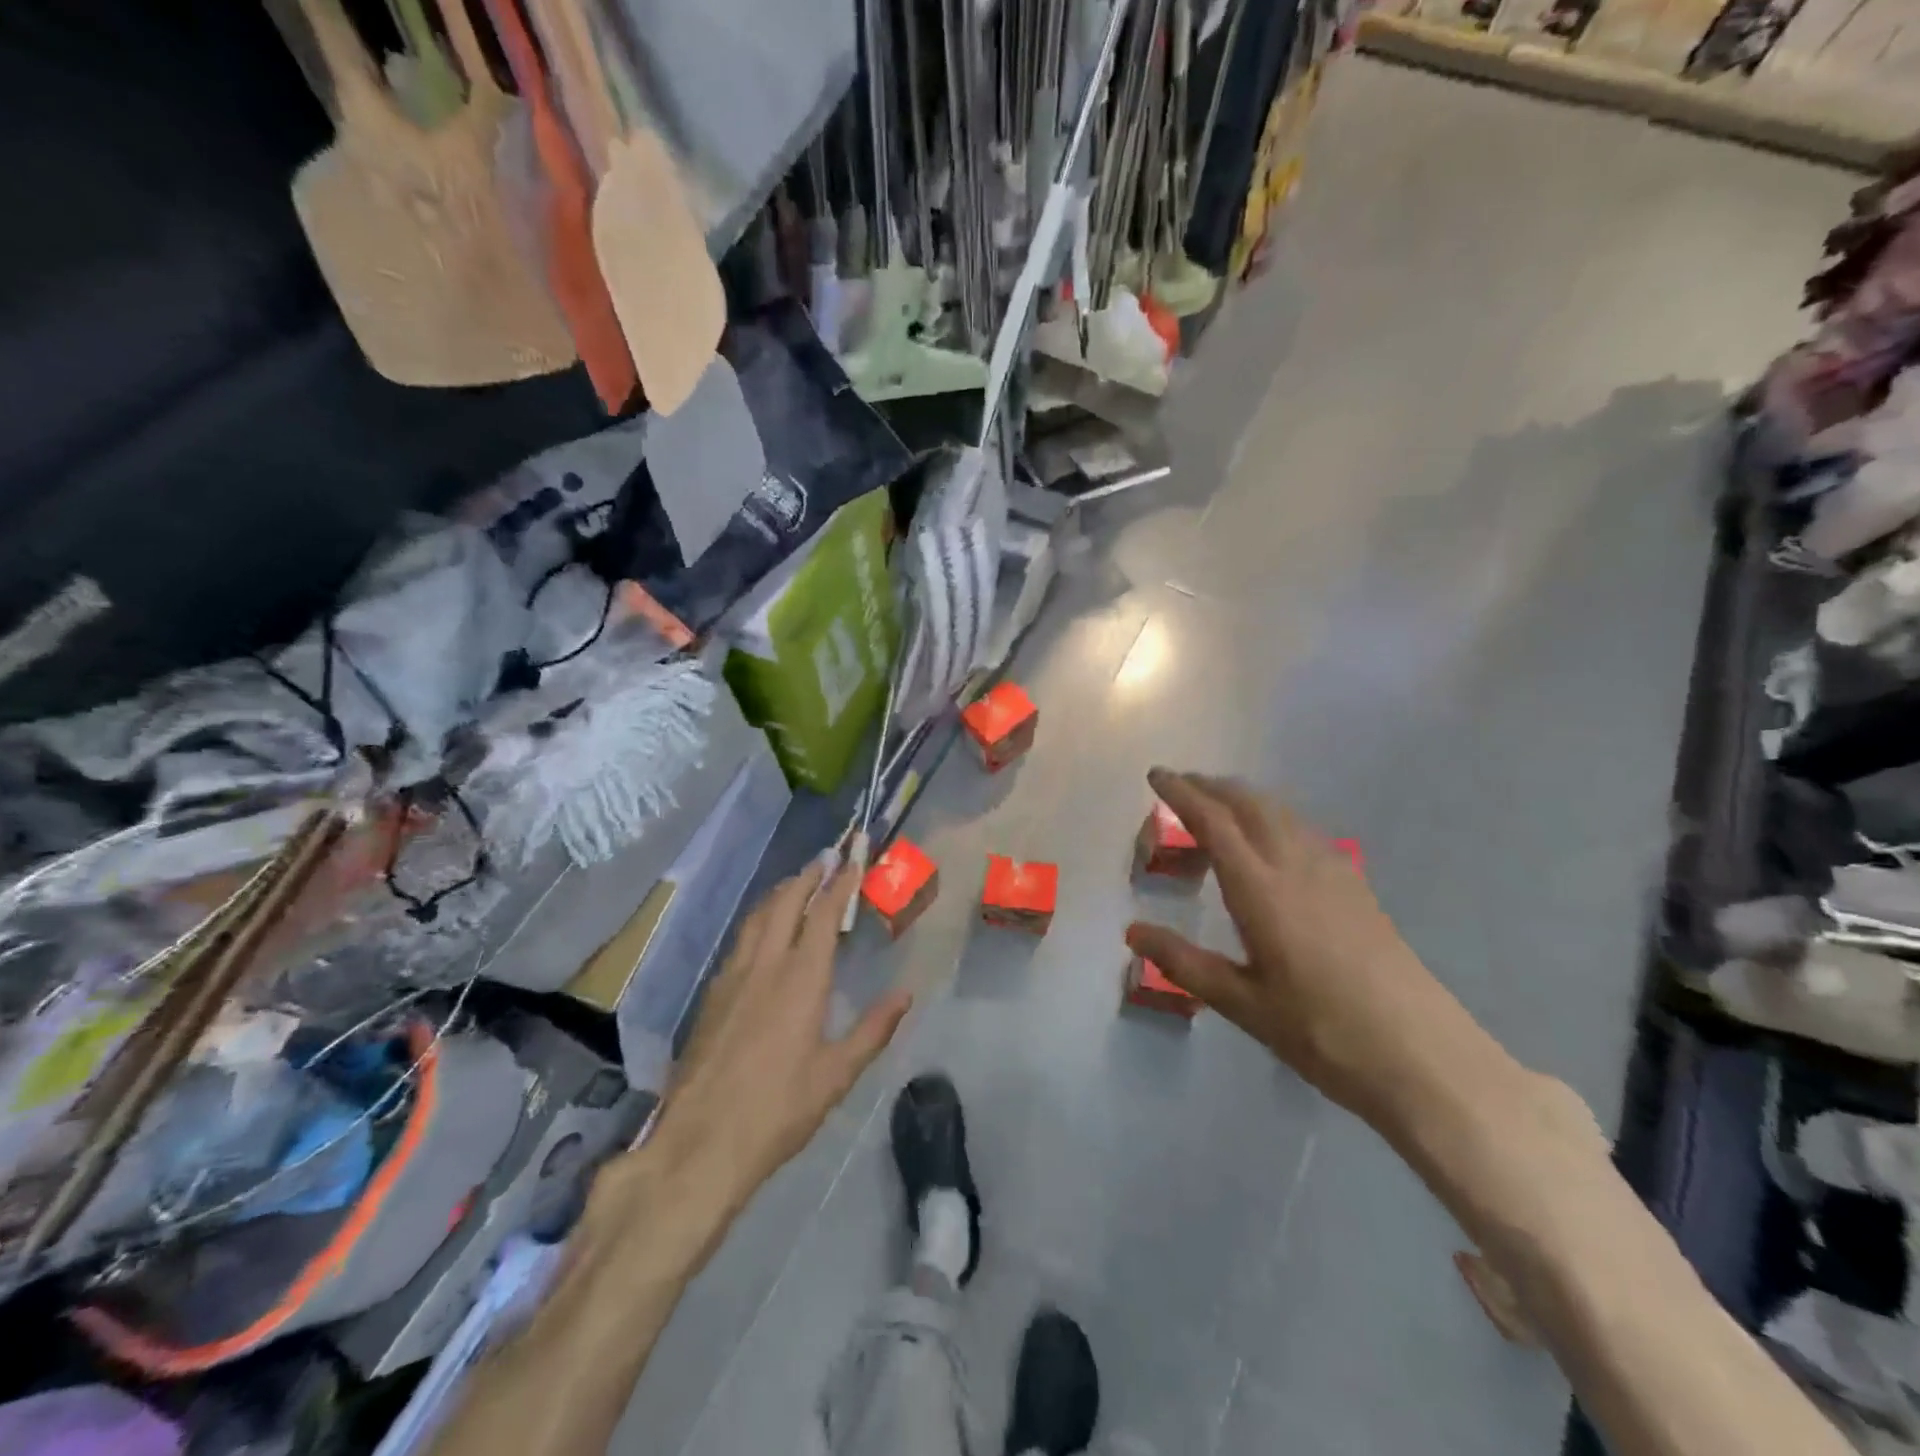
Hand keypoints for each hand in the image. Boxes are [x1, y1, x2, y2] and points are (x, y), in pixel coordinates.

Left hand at [625, 863, 911, 1219]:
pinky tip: (762, 933)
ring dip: (780, 893)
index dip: (839, 884)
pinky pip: (740, 940)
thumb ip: (873, 1030)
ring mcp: (732, 977)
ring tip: (796, 883)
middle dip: (807, 877)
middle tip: (825, 860)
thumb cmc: (778, 1109)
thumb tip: (906, 994)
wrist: (701, 1142)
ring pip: (757, 917)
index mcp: (801, 979)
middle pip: (785, 903)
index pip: (822, 915)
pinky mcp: (711, 996)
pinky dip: (759, 920)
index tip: (852, 861)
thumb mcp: (836, 1076)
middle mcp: (765, 965)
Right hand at [1125, 769, 1475, 1124]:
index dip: (1182, 793)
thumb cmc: (1322, 1032)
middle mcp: (1296, 866)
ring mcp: (1333, 872)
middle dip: (1211, 786)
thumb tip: (1133, 931)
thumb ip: (1184, 962)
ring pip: (1282, 812)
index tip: (1156, 775)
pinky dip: (1275, 817)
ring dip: (1244, 798)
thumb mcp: (1242, 1004)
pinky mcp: (1357, 887)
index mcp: (1261, 890)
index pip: (1214, 822)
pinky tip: (1273, 842)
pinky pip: (1305, 831)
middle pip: (1250, 804)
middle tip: (1181, 785)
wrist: (1422, 1055)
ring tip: (1218, 806)